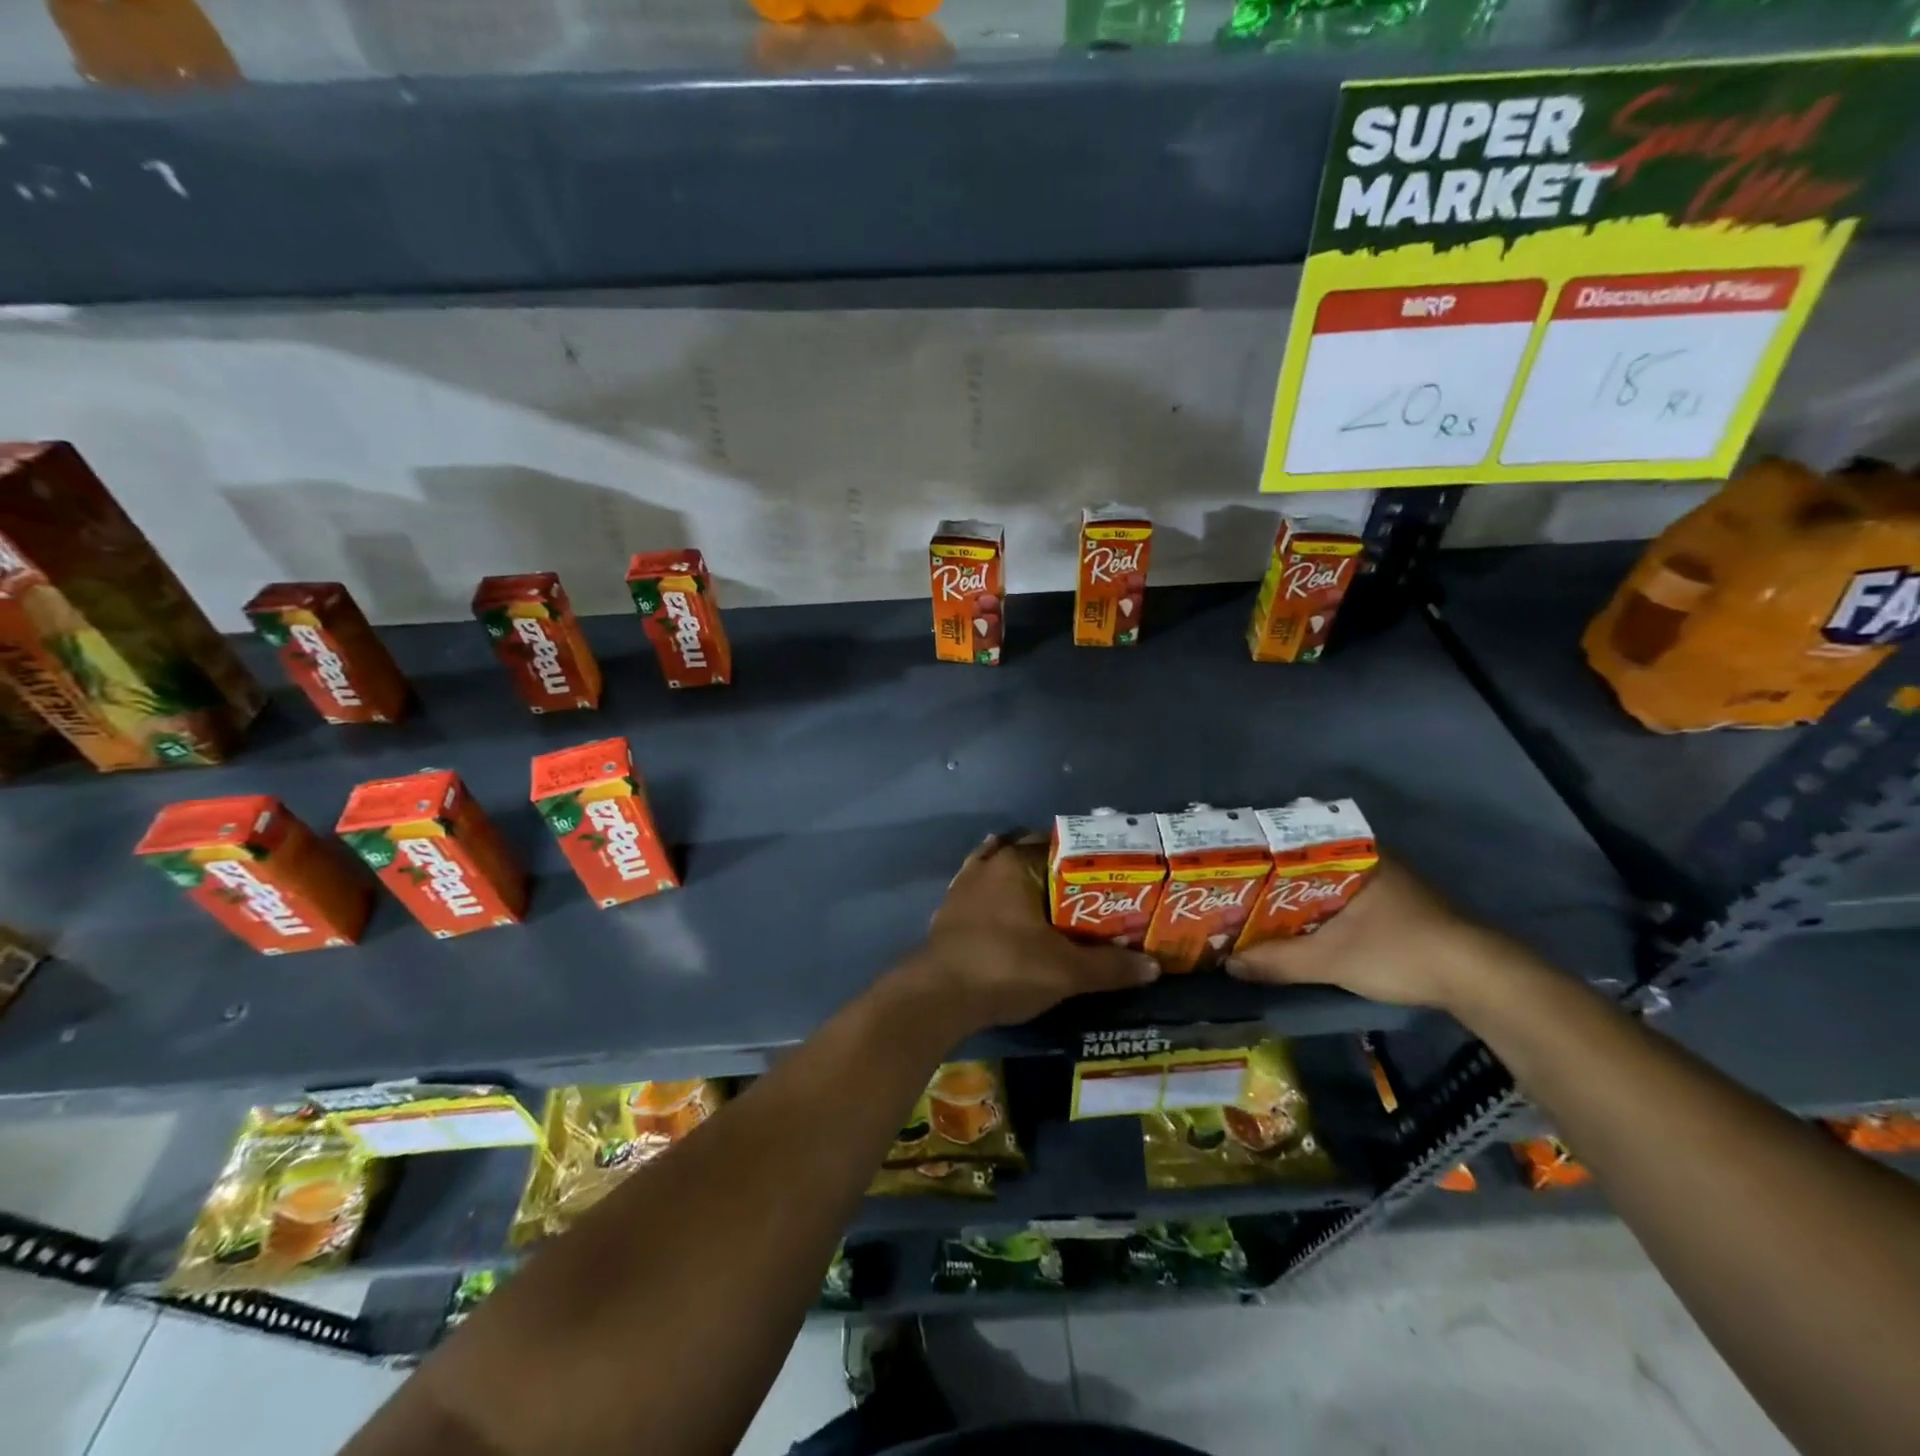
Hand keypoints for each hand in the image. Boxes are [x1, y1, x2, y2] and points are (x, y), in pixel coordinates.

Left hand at [902, 834, 1160, 1033]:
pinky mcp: (948, 912)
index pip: (1057, 845)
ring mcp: (962, 887)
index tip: (1107, 875)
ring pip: (1000, 872)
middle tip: (1086, 894)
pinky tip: (1010, 914)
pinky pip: (981, 894)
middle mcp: (986, 865)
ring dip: (1023, 882)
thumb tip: (1153, 967)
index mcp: (1014, 863)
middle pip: (1027, 856)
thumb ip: (1110, 967)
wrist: (937, 996)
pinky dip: (998, 899)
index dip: (1085, 859)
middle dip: (1055, 871)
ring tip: (1052, 902)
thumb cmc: (1005, 967)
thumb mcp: (1066, 970)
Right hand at [1225, 856, 1506, 1009]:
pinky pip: (1345, 902)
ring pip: (1327, 887)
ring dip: (1297, 903)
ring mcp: (1388, 884)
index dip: (1258, 860)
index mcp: (1354, 854)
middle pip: (1307, 868)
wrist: (1481, 981)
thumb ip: (1278, 960)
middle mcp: (1370, 860)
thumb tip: (1227, 964)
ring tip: (1257, 916)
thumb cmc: (1400, 952)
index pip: (1292, 845)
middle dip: (1273, 885)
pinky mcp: (1400, 909)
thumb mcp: (1331, 959)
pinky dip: (1320, 914)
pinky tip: (1301, 931)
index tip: (1229, 873)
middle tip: (1235, 897)